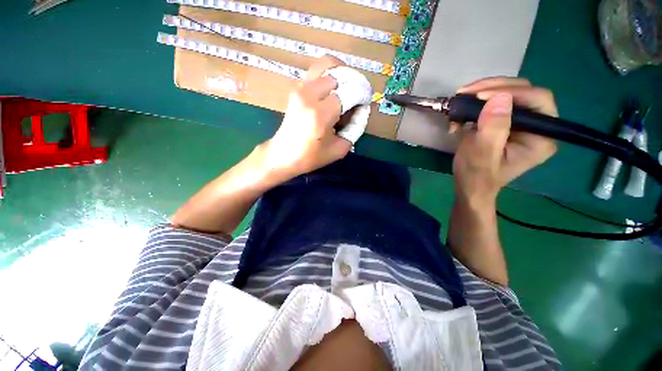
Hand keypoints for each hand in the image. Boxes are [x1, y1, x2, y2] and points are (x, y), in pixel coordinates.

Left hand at [260, 56, 351, 178]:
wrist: (283, 155)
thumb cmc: (310, 156)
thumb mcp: (339, 149)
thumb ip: (355, 129)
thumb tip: (362, 110)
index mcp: (320, 114)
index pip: (349, 91)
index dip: (362, 94)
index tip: (366, 102)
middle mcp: (309, 96)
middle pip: (339, 74)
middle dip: (353, 83)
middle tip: (356, 98)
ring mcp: (300, 89)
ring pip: (326, 64)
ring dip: (341, 73)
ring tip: (346, 89)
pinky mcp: (296, 89)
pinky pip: (317, 71)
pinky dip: (329, 75)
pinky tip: (333, 90)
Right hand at [452, 77, 557, 206]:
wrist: (469, 186)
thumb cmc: (476, 176)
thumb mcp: (482, 155)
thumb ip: (493, 129)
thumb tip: (500, 98)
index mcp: (541, 138)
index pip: (538, 101)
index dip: (511, 92)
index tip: (479, 96)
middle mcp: (537, 127)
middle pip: (523, 93)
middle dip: (492, 89)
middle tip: (465, 93)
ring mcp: (521, 124)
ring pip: (507, 94)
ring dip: (480, 95)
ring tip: (458, 103)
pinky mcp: (505, 123)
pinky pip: (494, 104)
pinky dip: (475, 105)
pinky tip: (459, 115)